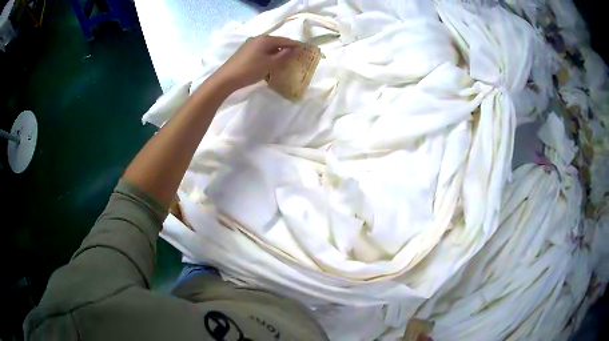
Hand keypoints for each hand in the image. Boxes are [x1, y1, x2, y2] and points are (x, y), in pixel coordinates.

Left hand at [212, 35, 300, 91]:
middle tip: (296, 56)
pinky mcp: (245, 53)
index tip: (305, 50)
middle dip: (286, 49)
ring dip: (277, 53)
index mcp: (265, 39)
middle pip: (276, 42)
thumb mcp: (270, 64)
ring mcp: (250, 45)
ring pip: (268, 48)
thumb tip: (295, 49)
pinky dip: (269, 56)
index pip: (285, 40)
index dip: (295, 45)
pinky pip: (261, 52)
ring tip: (285, 61)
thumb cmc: (250, 70)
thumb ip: (284, 56)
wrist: (226, 79)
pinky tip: (270, 64)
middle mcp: (257, 39)